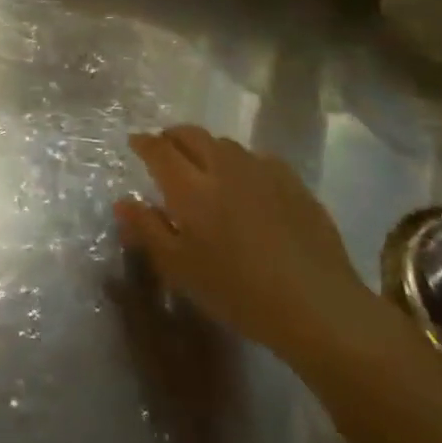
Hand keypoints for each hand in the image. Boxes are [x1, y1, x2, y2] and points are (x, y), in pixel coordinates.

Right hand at [116, 127, 376, 371]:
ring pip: (225, 144)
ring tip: (204, 166)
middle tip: (165, 149)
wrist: (319, 307)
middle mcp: (223, 168)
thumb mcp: (180, 269)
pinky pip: (259, 159)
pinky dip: (242, 163)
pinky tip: (246, 183)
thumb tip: (123, 200)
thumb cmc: (238, 292)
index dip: (144, 143)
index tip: (134, 143)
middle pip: (191, 134)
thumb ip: (147, 230)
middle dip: (172, 136)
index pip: (159, 149)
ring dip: (207, 148)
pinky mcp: (294, 184)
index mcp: (190, 188)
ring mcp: (262, 172)